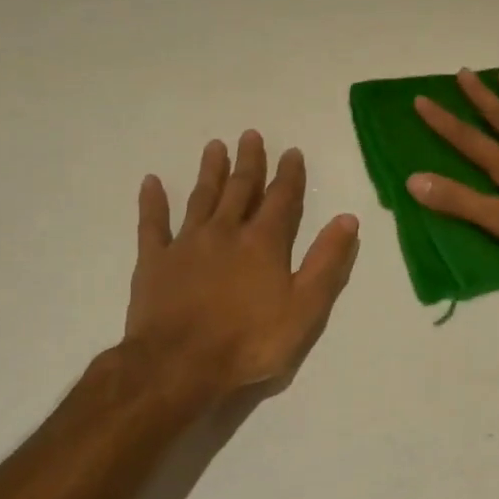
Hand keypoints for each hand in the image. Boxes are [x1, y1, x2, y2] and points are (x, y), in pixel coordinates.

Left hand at [126, 132, 359, 396]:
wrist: (180, 364)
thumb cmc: (250, 341)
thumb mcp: (305, 307)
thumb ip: (327, 262)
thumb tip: (347, 219)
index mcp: (263, 243)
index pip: (282, 200)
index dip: (289, 175)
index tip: (291, 151)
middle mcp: (226, 232)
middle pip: (240, 189)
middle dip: (249, 162)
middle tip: (250, 135)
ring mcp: (186, 244)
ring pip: (201, 198)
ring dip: (210, 171)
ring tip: (215, 146)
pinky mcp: (154, 261)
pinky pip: (152, 224)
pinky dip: (152, 202)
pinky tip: (151, 182)